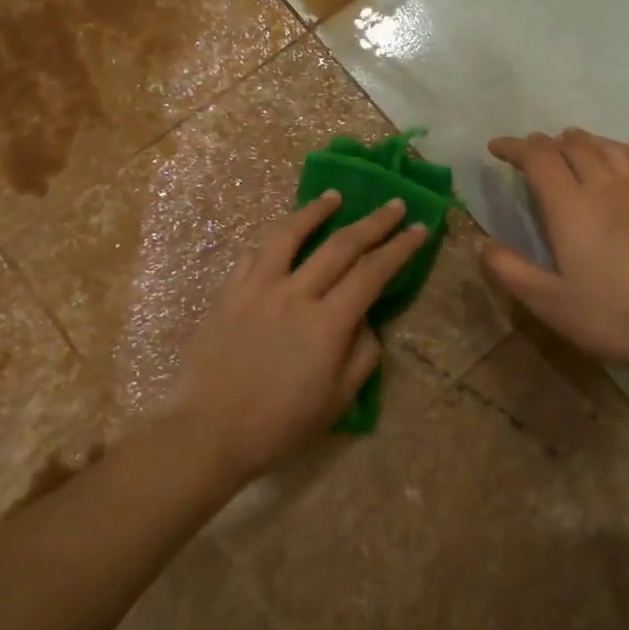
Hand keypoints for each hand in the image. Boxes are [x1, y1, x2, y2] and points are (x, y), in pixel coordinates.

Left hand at [167, 191, 425, 482]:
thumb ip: (362, 354)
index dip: (399, 248)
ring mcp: (257, 289)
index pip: (372, 272)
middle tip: (394, 204)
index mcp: (327, 323)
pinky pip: (254, 255)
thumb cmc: (280, 425)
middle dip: (373, 222)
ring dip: (316, 211)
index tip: (419, 228)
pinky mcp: (228, 293)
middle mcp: (295, 294)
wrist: (209, 432)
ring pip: (290, 235)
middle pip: (340, 245)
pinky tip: (283, 235)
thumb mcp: (339, 401)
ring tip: (334, 197)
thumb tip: (366, 320)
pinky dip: (275, 239)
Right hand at [483, 130, 628, 380]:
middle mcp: (605, 186)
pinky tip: (619, 157)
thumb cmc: (612, 317)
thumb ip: (509, 270)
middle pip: (572, 146)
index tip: (496, 148)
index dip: (514, 147)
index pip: (538, 158)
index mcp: (571, 207)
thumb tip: (478, 243)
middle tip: (529, 153)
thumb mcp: (549, 303)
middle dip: (545, 143)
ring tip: (568, 145)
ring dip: (581, 141)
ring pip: (607, 147)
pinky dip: (618, 149)